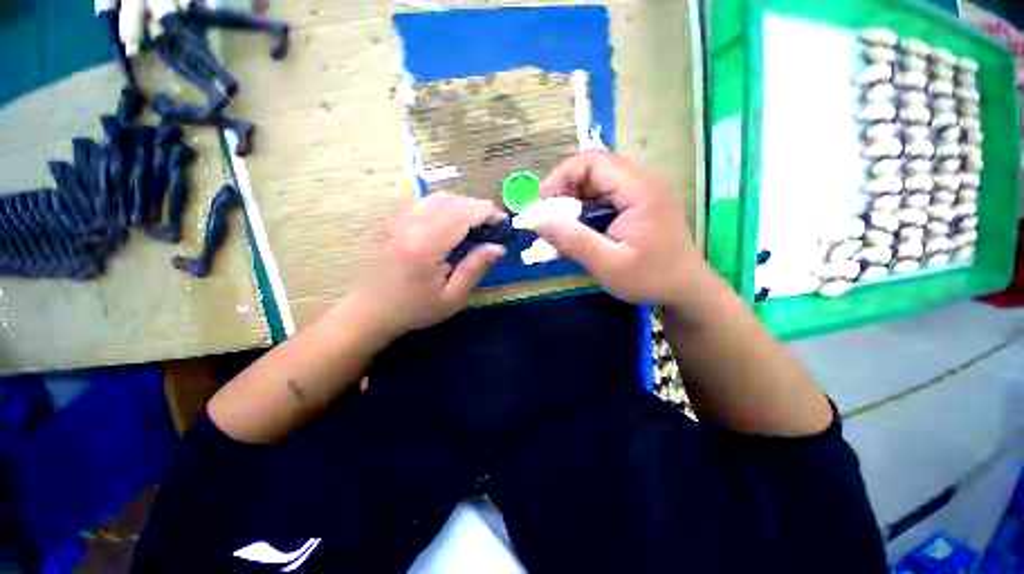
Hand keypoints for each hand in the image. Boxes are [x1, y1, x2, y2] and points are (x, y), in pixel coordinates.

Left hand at [348, 193, 506, 343]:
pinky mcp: (394, 220)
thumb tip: (499, 247)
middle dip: (478, 208)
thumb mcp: (453, 297)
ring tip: (475, 225)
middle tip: (492, 226)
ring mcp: (399, 219)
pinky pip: (425, 202)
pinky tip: (452, 224)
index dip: (488, 213)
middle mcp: (411, 224)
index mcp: (426, 245)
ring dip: (462, 206)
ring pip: (438, 197)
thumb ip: (476, 267)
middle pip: (453, 200)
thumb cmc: (414, 309)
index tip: (503, 223)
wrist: (369, 310)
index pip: (464, 213)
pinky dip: (446, 207)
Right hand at [530, 151, 710, 309]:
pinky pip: (605, 195)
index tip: (542, 202)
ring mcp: (643, 191)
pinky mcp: (639, 202)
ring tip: (560, 223)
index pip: (594, 161)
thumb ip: (572, 240)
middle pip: (595, 167)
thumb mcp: (607, 265)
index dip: (562, 175)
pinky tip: (578, 227)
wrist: (685, 290)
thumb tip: (535, 219)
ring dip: (574, 198)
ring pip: (598, 181)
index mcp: (640, 190)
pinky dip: (586, 208)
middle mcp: (643, 181)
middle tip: (548, 215)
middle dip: (565, 187)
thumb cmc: (650, 279)